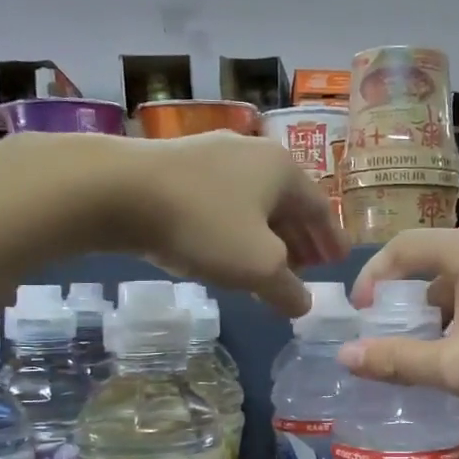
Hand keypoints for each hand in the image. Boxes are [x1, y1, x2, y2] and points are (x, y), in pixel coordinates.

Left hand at [112, 132, 344, 315]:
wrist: (119, 191)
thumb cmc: (204, 224)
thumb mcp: (258, 267)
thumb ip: (288, 289)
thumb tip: (303, 304)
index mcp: (283, 170)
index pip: (320, 209)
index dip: (331, 239)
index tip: (339, 261)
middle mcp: (254, 153)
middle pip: (288, 203)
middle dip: (300, 238)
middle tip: (309, 267)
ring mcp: (214, 155)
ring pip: (254, 202)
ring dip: (268, 235)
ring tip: (271, 264)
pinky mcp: (180, 166)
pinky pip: (224, 201)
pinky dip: (237, 227)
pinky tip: (227, 248)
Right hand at [340, 224, 458, 411]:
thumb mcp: (458, 368)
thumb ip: (398, 360)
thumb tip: (346, 355)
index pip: (403, 248)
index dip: (373, 277)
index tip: (362, 314)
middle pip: (438, 262)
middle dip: (413, 302)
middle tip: (404, 341)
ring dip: (450, 309)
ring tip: (448, 352)